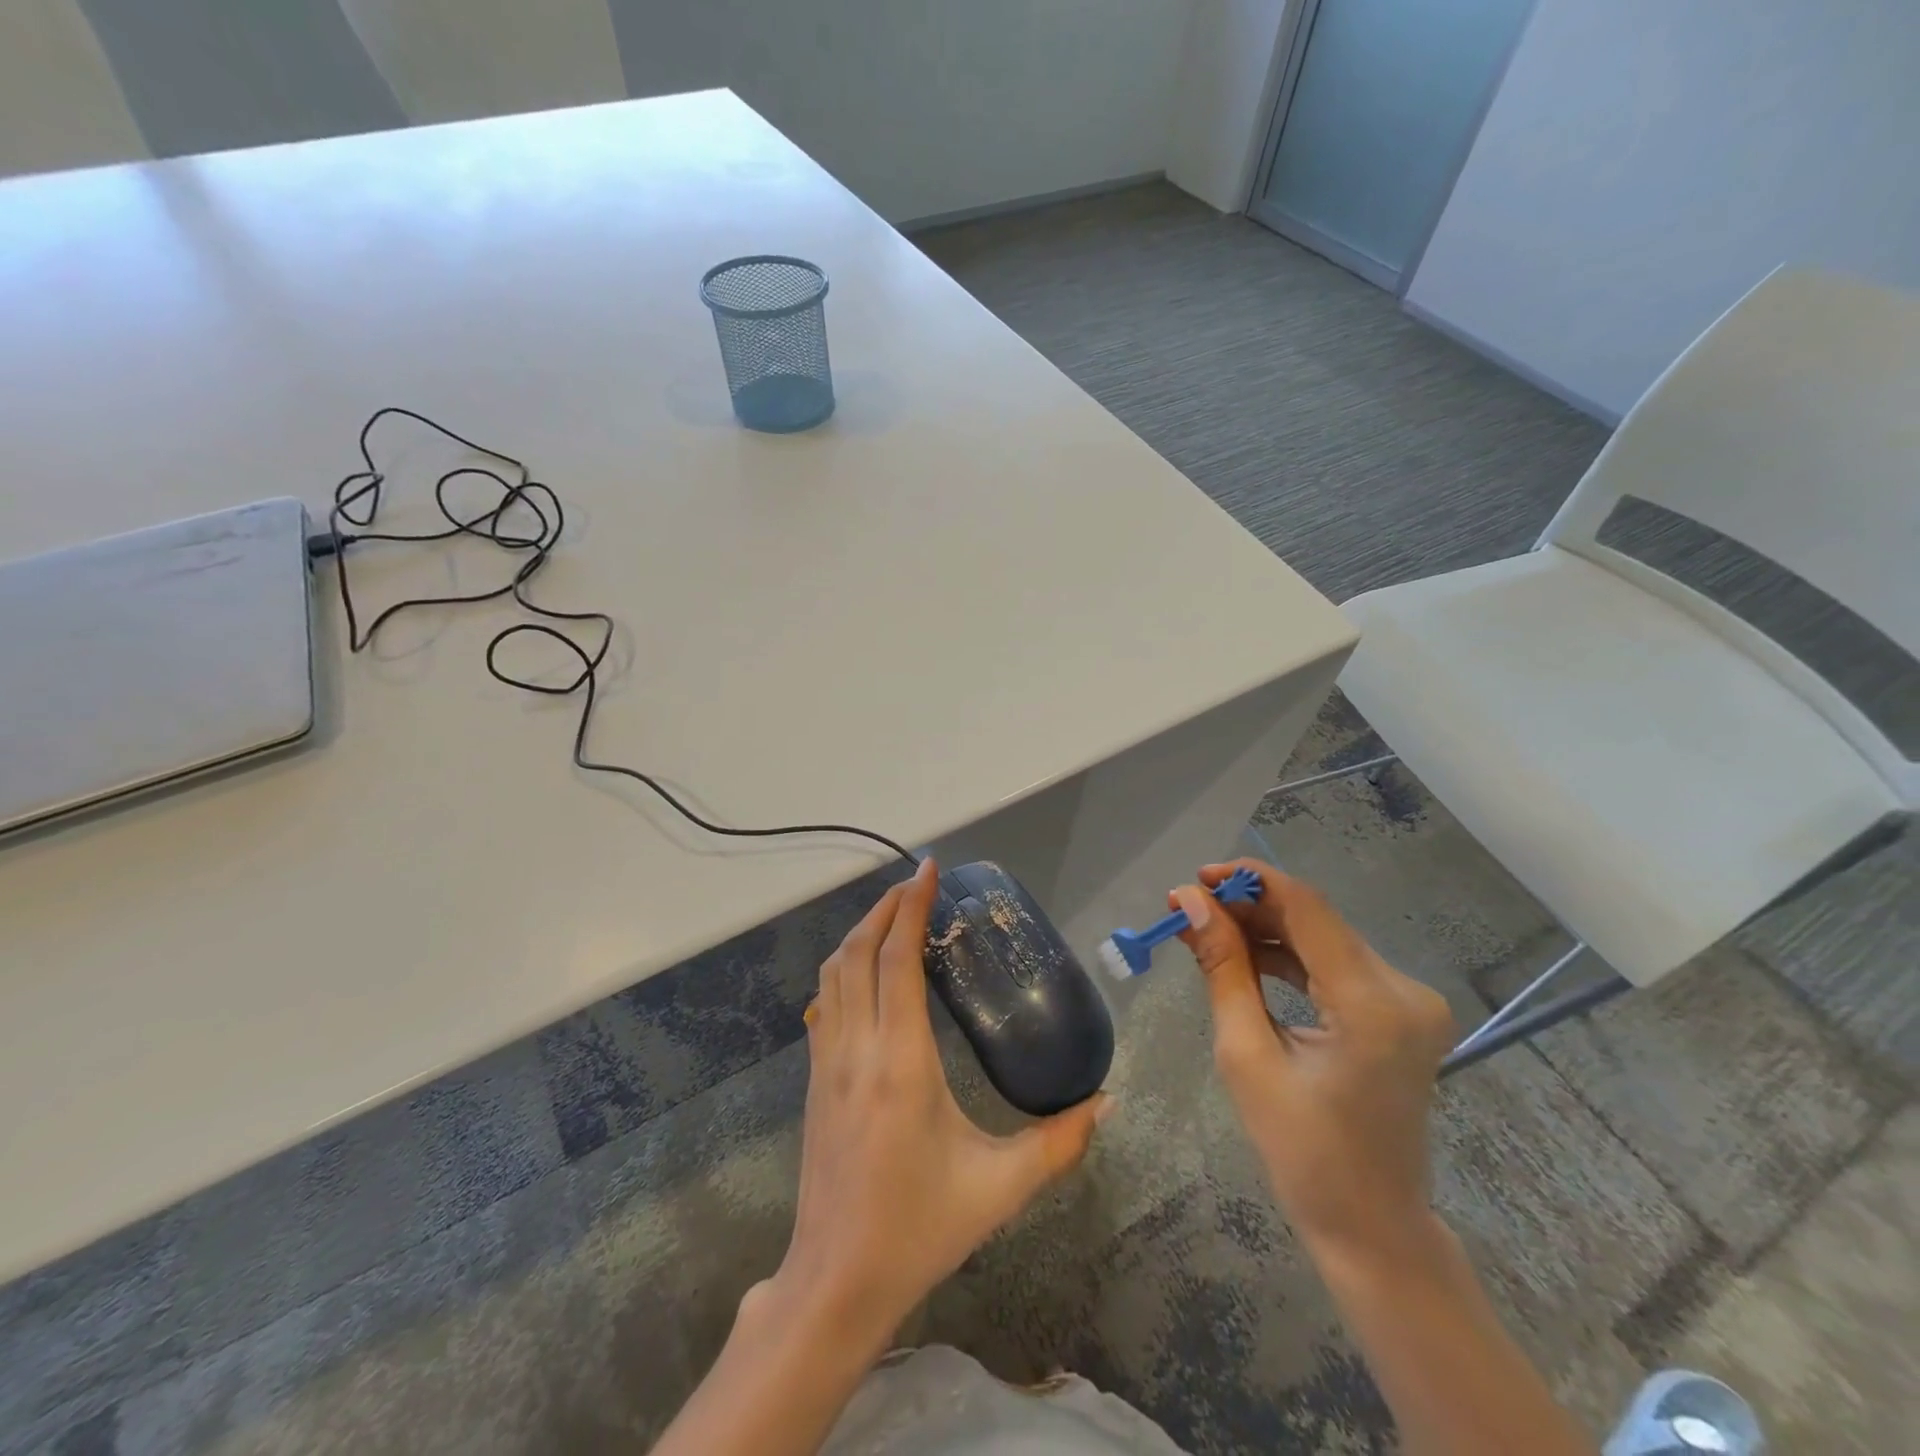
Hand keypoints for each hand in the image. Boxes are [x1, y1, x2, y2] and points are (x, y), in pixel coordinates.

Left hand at [764, 857, 1111, 1347]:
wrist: (835, 1281)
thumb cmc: (920, 1228)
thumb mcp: (1000, 1188)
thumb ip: (1059, 1143)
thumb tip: (1108, 1101)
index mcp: (900, 1062)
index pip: (897, 959)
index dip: (910, 907)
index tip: (927, 870)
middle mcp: (856, 1049)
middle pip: (858, 953)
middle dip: (883, 908)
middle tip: (915, 884)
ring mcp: (826, 1063)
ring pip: (832, 974)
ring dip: (860, 934)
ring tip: (892, 915)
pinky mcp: (813, 1080)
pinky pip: (824, 1003)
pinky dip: (843, 969)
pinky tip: (865, 974)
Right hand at [1172, 861, 1454, 1266]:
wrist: (1371, 1225)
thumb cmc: (1302, 1151)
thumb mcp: (1246, 1054)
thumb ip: (1223, 967)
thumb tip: (1190, 902)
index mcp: (1372, 1004)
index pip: (1307, 908)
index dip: (1249, 881)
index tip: (1196, 878)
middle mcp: (1404, 989)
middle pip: (1315, 919)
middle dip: (1248, 907)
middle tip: (1187, 909)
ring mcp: (1409, 1000)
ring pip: (1322, 938)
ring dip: (1263, 929)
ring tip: (1203, 930)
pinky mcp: (1399, 1011)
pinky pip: (1334, 965)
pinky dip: (1288, 955)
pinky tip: (1244, 955)